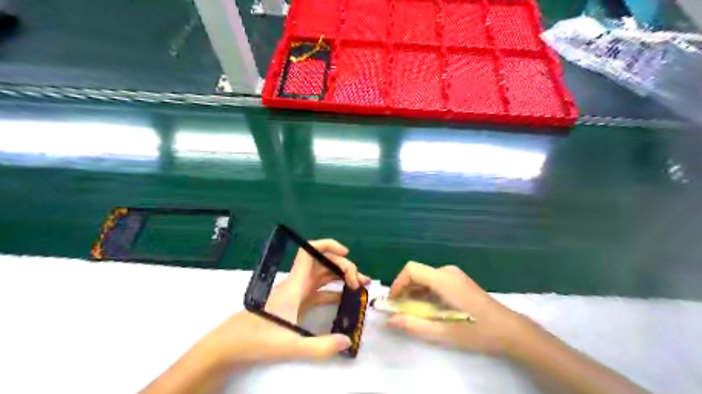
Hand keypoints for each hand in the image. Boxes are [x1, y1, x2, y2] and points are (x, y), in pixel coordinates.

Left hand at [198, 240, 369, 365]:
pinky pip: (320, 291)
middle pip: (323, 263)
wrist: (232, 344)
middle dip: (344, 266)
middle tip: (360, 283)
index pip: (310, 251)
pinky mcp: (297, 303)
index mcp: (295, 283)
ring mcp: (298, 292)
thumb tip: (347, 341)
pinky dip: (334, 291)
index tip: (346, 253)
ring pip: (323, 276)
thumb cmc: (257, 339)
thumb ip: (320, 346)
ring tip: (361, 286)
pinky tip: (346, 299)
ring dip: (342, 277)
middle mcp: (298, 283)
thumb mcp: (291, 345)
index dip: (328, 245)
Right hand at [386, 261, 528, 356]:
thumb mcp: (444, 333)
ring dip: (415, 293)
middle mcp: (447, 272)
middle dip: (404, 291)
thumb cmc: (478, 332)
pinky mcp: (458, 281)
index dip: (397, 283)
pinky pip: (434, 281)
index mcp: (444, 280)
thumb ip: (414, 325)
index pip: (411, 269)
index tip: (393, 302)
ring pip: (425, 278)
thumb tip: (389, 320)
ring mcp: (454, 275)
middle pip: (417, 273)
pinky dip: (425, 293)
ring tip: (414, 314)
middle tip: (401, 312)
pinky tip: (430, 310)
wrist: (511, 331)